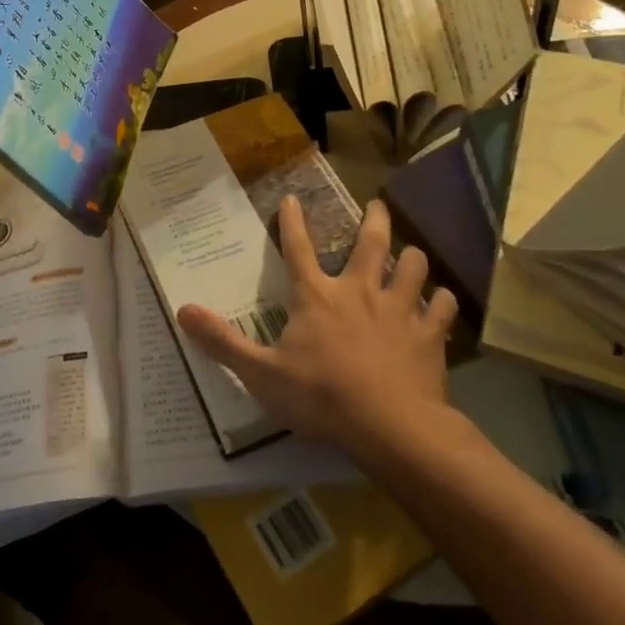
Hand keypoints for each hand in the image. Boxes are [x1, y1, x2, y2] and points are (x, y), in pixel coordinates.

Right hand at [178, 197, 456, 456]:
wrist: (390, 426)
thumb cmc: (321, 396)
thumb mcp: (261, 373)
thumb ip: (223, 342)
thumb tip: (182, 310)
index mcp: (316, 296)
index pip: (297, 248)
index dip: (292, 221)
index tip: (292, 197)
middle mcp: (359, 291)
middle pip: (370, 243)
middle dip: (374, 220)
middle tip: (378, 205)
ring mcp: (399, 309)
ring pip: (413, 266)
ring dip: (412, 258)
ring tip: (411, 254)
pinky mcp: (429, 335)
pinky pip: (442, 307)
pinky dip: (442, 301)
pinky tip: (441, 301)